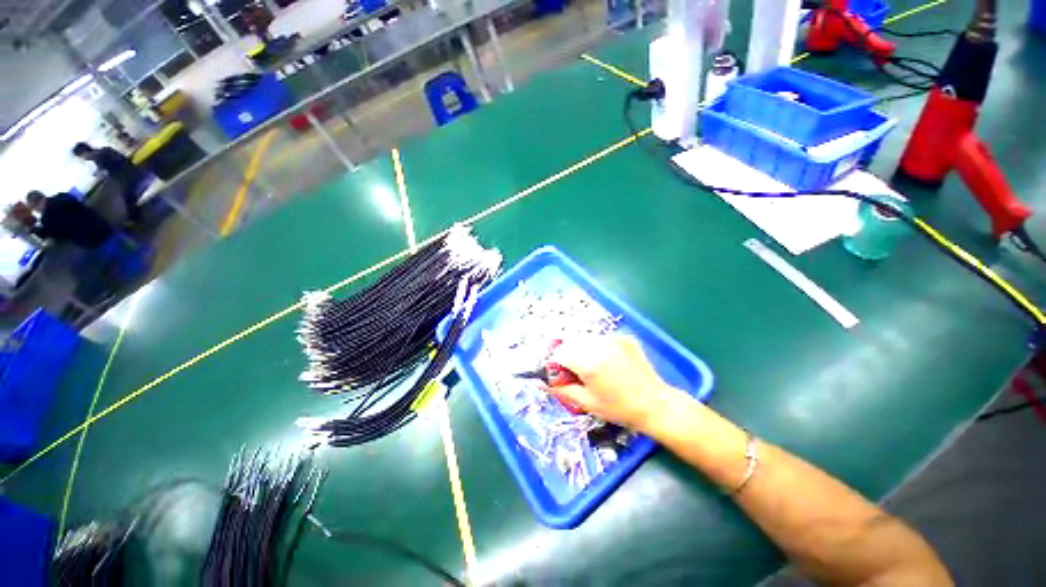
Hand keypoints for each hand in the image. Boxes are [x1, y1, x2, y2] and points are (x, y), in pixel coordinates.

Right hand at [548, 335, 688, 431]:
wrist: (656, 405)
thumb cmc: (619, 408)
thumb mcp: (586, 403)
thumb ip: (561, 389)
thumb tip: (541, 383)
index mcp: (588, 362)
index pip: (558, 353)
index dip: (554, 364)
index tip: (559, 375)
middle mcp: (599, 344)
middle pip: (570, 343)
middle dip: (567, 356)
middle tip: (575, 373)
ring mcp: (613, 338)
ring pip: (585, 339)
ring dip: (581, 350)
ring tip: (593, 368)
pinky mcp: (623, 338)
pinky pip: (601, 339)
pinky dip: (597, 348)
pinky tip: (608, 363)